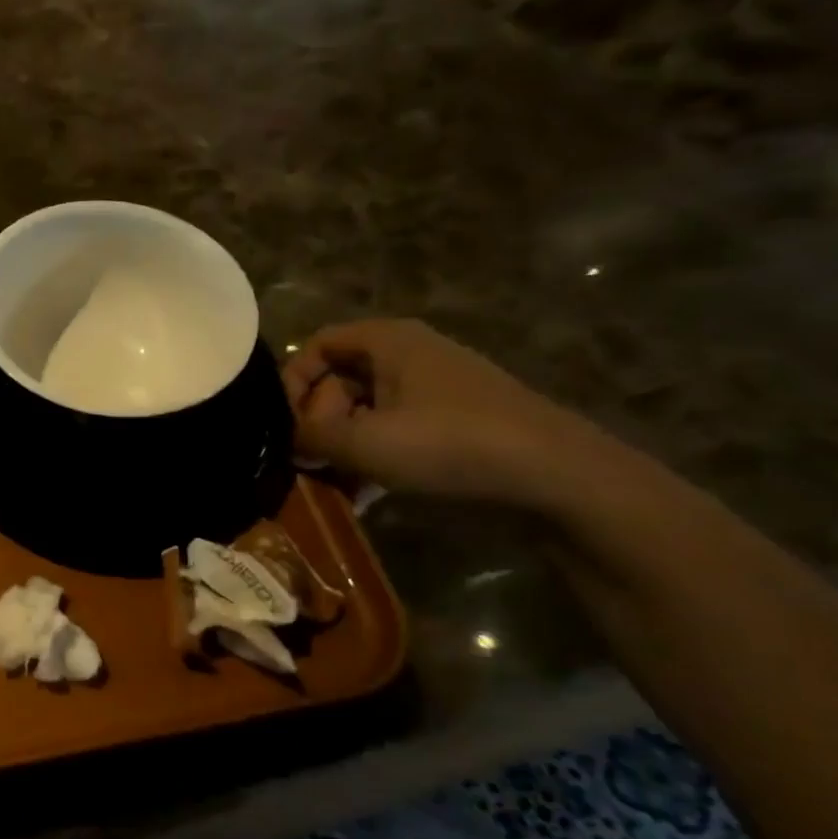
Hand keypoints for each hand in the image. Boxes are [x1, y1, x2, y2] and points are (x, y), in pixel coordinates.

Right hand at [281, 319, 608, 506]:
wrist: (555, 476)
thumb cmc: (448, 443)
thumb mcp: (363, 441)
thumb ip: (310, 435)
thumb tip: (284, 437)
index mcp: (388, 342)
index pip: (318, 345)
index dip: (291, 380)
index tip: (282, 423)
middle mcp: (409, 356)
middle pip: (339, 380)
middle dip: (316, 421)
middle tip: (306, 460)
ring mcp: (433, 391)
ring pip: (364, 412)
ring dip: (340, 447)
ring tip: (329, 485)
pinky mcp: (451, 424)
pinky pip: (394, 432)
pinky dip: (372, 458)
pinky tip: (361, 496)